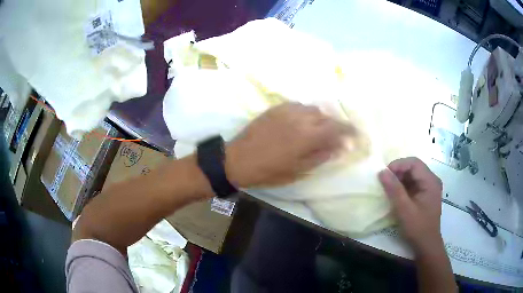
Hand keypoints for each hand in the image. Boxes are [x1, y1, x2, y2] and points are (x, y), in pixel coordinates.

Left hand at [225, 102, 348, 187]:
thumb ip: (321, 156)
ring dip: (320, 118)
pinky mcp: (276, 108)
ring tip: (318, 129)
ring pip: (313, 109)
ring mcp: (287, 110)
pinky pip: (298, 106)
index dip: (349, 130)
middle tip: (336, 136)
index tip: (356, 134)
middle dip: (335, 126)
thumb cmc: (268, 171)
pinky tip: (302, 122)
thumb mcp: (298, 171)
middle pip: (326, 116)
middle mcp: (301, 118)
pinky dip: (306, 113)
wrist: (237, 159)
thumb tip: (339, 147)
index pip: (337, 128)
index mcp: (308, 136)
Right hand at [378, 157, 442, 251]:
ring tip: (388, 188)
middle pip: (414, 167)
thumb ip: (394, 189)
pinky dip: (404, 186)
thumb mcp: (404, 209)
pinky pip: (414, 184)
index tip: (384, 174)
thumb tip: (381, 171)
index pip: (414, 163)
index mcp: (430, 181)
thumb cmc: (417, 227)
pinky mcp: (426, 195)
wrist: (426, 245)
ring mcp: (430, 187)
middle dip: (398, 172)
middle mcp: (432, 180)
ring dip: (400, 179)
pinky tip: (396, 194)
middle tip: (384, 181)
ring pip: (413, 175)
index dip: (398, 165)